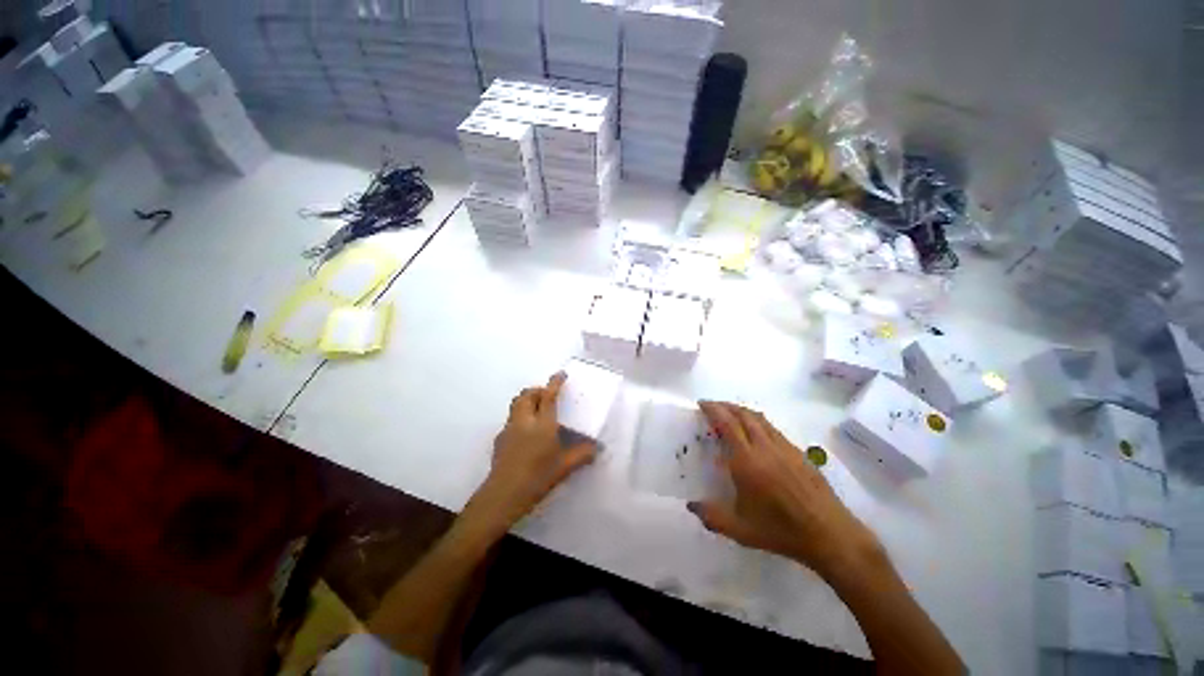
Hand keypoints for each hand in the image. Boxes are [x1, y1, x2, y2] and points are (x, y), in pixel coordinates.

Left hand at [469, 372, 596, 532]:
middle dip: (537, 390)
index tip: (560, 374)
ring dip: (527, 400)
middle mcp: (524, 421)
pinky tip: (526, 433)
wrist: (503, 495)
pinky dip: (520, 416)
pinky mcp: (500, 439)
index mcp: (543, 424)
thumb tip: (598, 449)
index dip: (555, 382)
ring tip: (537, 411)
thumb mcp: (564, 467)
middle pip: (527, 394)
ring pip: (516, 404)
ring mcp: (509, 428)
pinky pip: (511, 419)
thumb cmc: (538, 478)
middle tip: (548, 396)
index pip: (549, 396)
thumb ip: (582, 455)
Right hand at [687, 401, 884, 578]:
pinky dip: (758, 422)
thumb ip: (712, 516)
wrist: (829, 534)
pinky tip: (757, 433)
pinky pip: (773, 428)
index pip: (727, 424)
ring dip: (742, 411)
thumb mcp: (740, 530)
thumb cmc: (781, 531)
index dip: (714, 409)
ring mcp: (784, 448)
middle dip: (725, 406)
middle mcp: (765, 447)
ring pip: (760, 419)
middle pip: (743, 415)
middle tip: (713, 406)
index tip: (702, 403)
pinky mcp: (799, 453)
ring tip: (731, 414)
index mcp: (747, 461)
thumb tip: (691, 506)